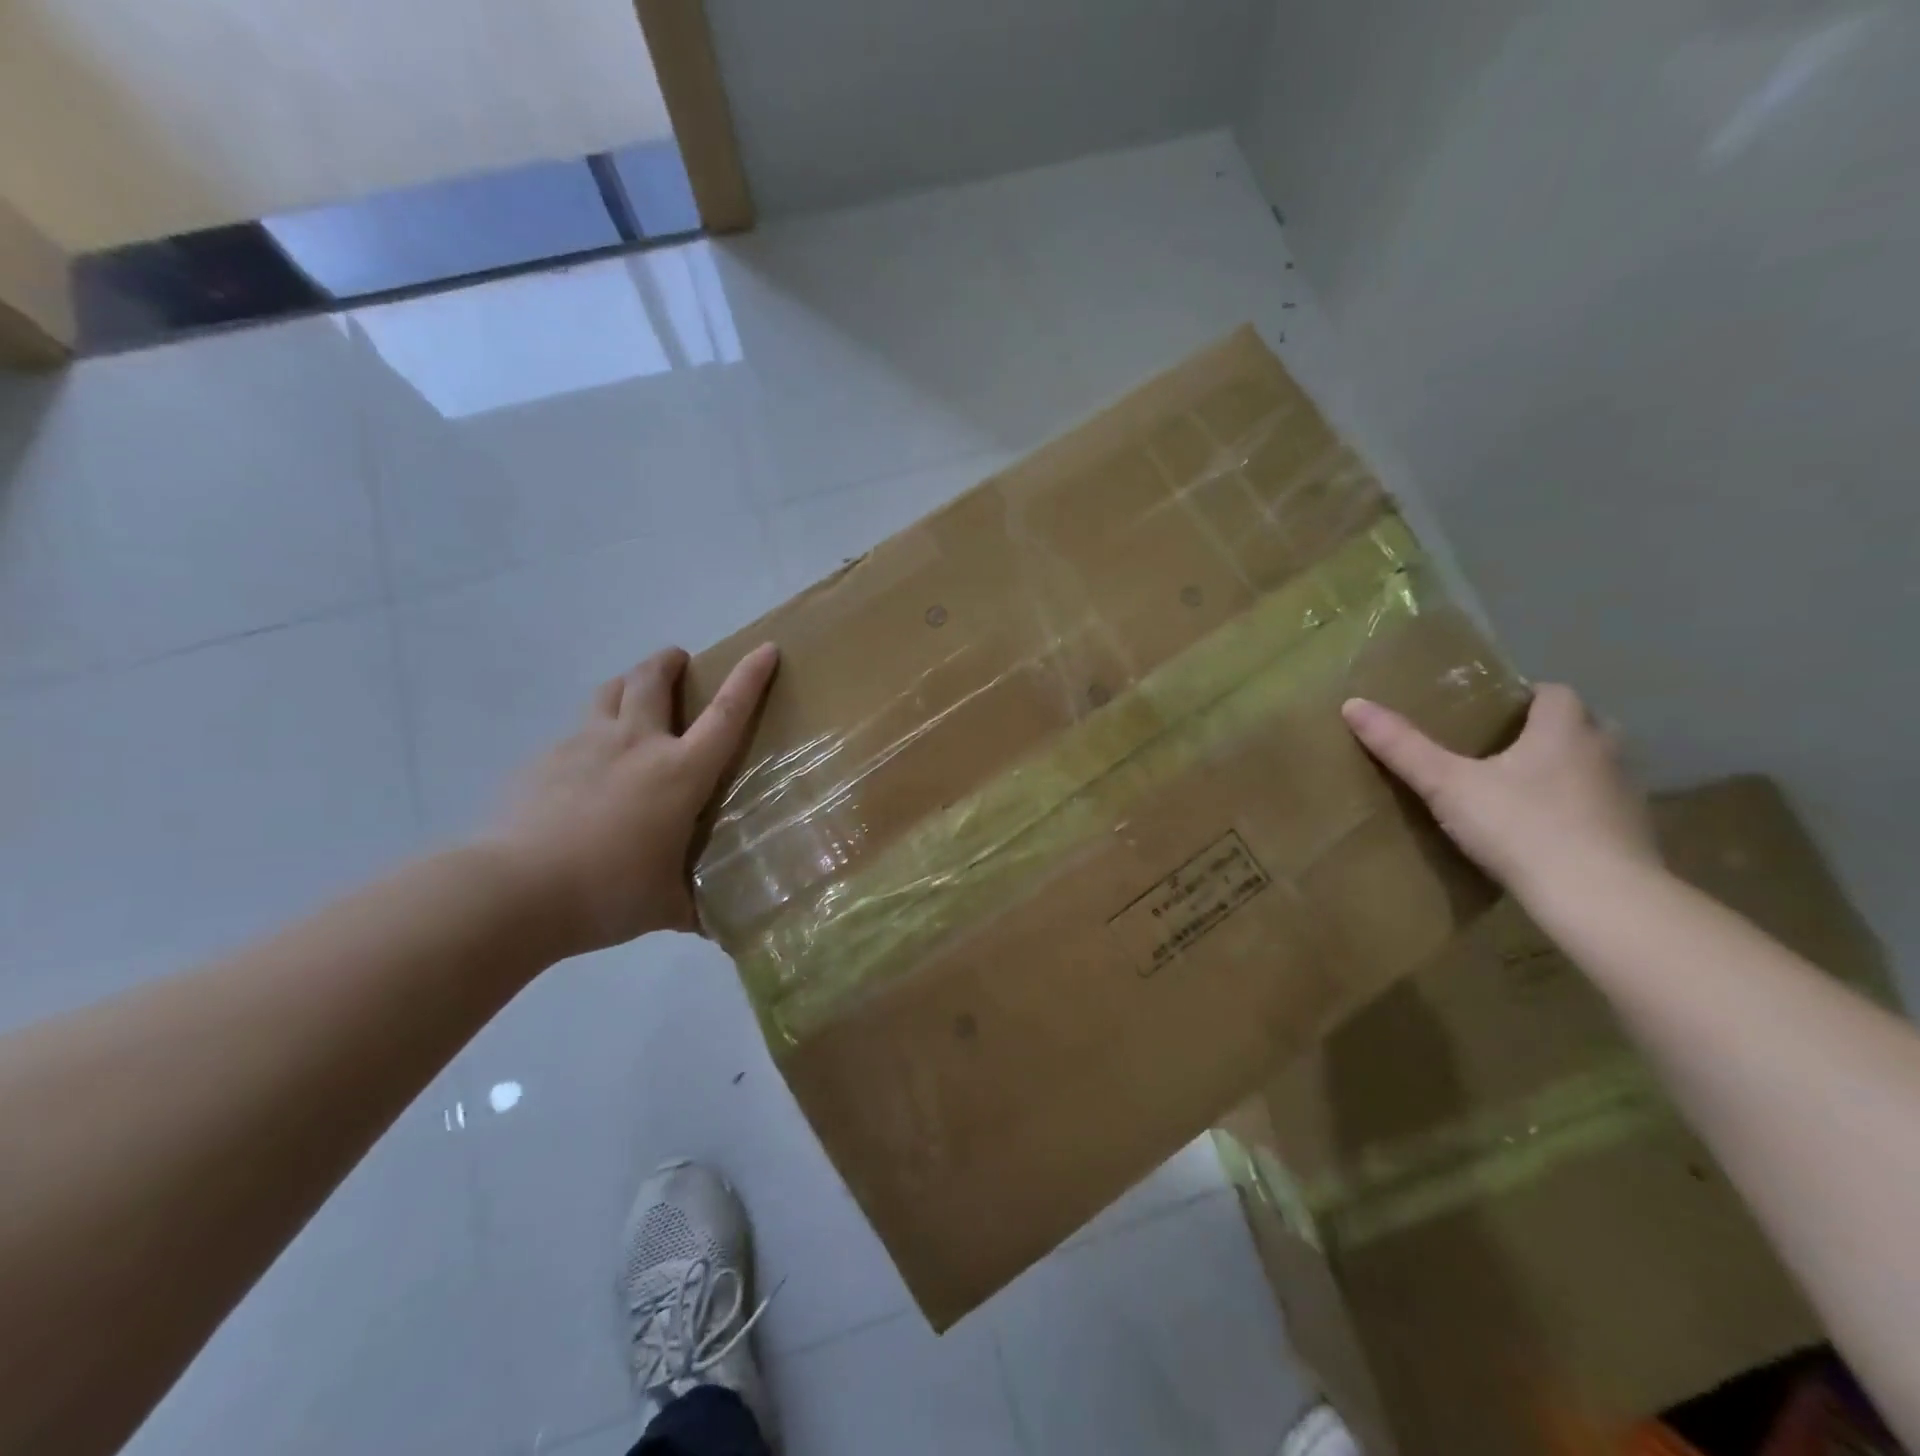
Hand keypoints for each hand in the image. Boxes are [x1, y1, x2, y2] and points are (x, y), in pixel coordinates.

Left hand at [486, 644, 778, 956]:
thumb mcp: (666, 908)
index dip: (749, 677)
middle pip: (652, 679)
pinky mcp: (543, 759)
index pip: (726, 713)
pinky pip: (574, 730)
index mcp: (679, 773)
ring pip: (609, 692)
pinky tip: (584, 765)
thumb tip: (719, 931)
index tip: (765, 649)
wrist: (512, 893)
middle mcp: (635, 744)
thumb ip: (696, 909)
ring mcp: (583, 745)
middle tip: (678, 661)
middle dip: (669, 661)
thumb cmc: (607, 893)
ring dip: (627, 683)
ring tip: (632, 695)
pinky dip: (589, 732)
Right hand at [1340, 682, 1658, 903]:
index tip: (1489, 713)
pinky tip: (1542, 833)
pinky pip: (1599, 808)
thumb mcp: (1447, 785)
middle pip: (1580, 726)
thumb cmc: (1521, 827)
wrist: (1599, 899)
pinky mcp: (1634, 835)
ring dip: (1564, 771)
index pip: (1553, 692)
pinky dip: (1575, 810)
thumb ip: (1403, 747)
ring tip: (1517, 791)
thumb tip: (1353, 705)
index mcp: (1564, 729)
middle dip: (1546, 732)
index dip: (1522, 697)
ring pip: (1593, 767)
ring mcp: (1626, 795)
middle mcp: (1604, 752)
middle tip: (1499, 749)